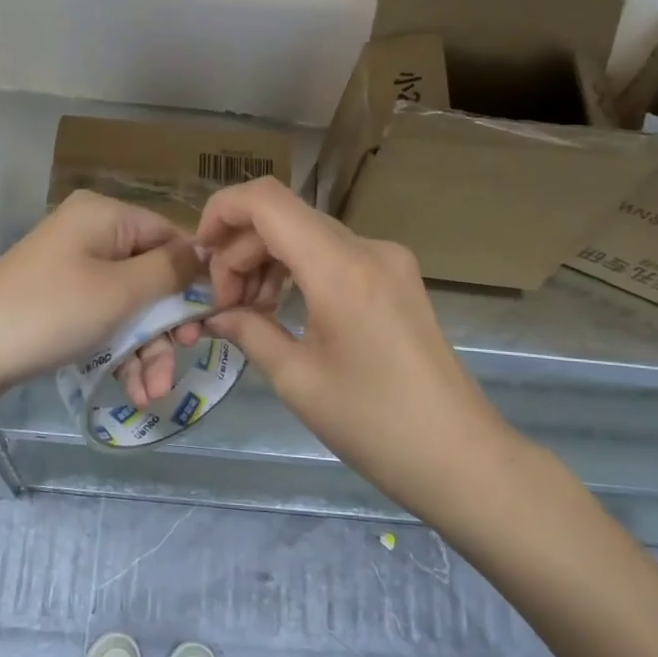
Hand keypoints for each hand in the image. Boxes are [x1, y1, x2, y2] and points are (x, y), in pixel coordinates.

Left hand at [0, 191, 197, 403]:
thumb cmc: (49, 313)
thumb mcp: (120, 292)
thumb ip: (171, 271)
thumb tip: (208, 253)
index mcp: (106, 216)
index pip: (171, 236)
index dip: (195, 277)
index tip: (213, 319)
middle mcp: (92, 235)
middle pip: (153, 276)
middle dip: (168, 326)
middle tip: (183, 357)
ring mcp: (74, 271)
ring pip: (131, 307)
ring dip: (147, 351)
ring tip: (152, 393)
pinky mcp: (62, 304)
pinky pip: (106, 322)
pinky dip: (121, 354)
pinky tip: (133, 391)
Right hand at [194, 178, 523, 524]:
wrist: (458, 455)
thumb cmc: (373, 424)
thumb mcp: (296, 379)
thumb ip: (248, 331)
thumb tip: (213, 315)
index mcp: (339, 267)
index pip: (266, 201)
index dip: (221, 212)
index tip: (199, 258)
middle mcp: (366, 248)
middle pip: (284, 218)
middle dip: (240, 252)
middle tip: (223, 306)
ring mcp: (387, 260)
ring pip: (307, 235)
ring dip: (268, 262)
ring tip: (250, 312)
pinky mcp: (397, 278)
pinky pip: (333, 255)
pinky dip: (298, 271)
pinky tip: (284, 310)